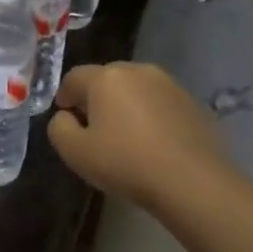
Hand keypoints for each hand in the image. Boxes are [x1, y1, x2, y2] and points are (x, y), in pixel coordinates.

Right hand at [48, 63, 232, 211]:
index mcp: (106, 77)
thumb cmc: (125, 162)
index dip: (64, 96)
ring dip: (125, 105)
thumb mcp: (74, 152)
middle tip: (93, 128)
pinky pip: (160, 103)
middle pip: (107, 79)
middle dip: (96, 98)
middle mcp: (139, 70)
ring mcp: (170, 84)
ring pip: (136, 89)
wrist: (192, 181)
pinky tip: (152, 142)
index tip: (65, 117)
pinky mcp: (193, 102)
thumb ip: (59, 128)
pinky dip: (150, 115)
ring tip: (124, 136)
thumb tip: (66, 116)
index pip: (74, 77)